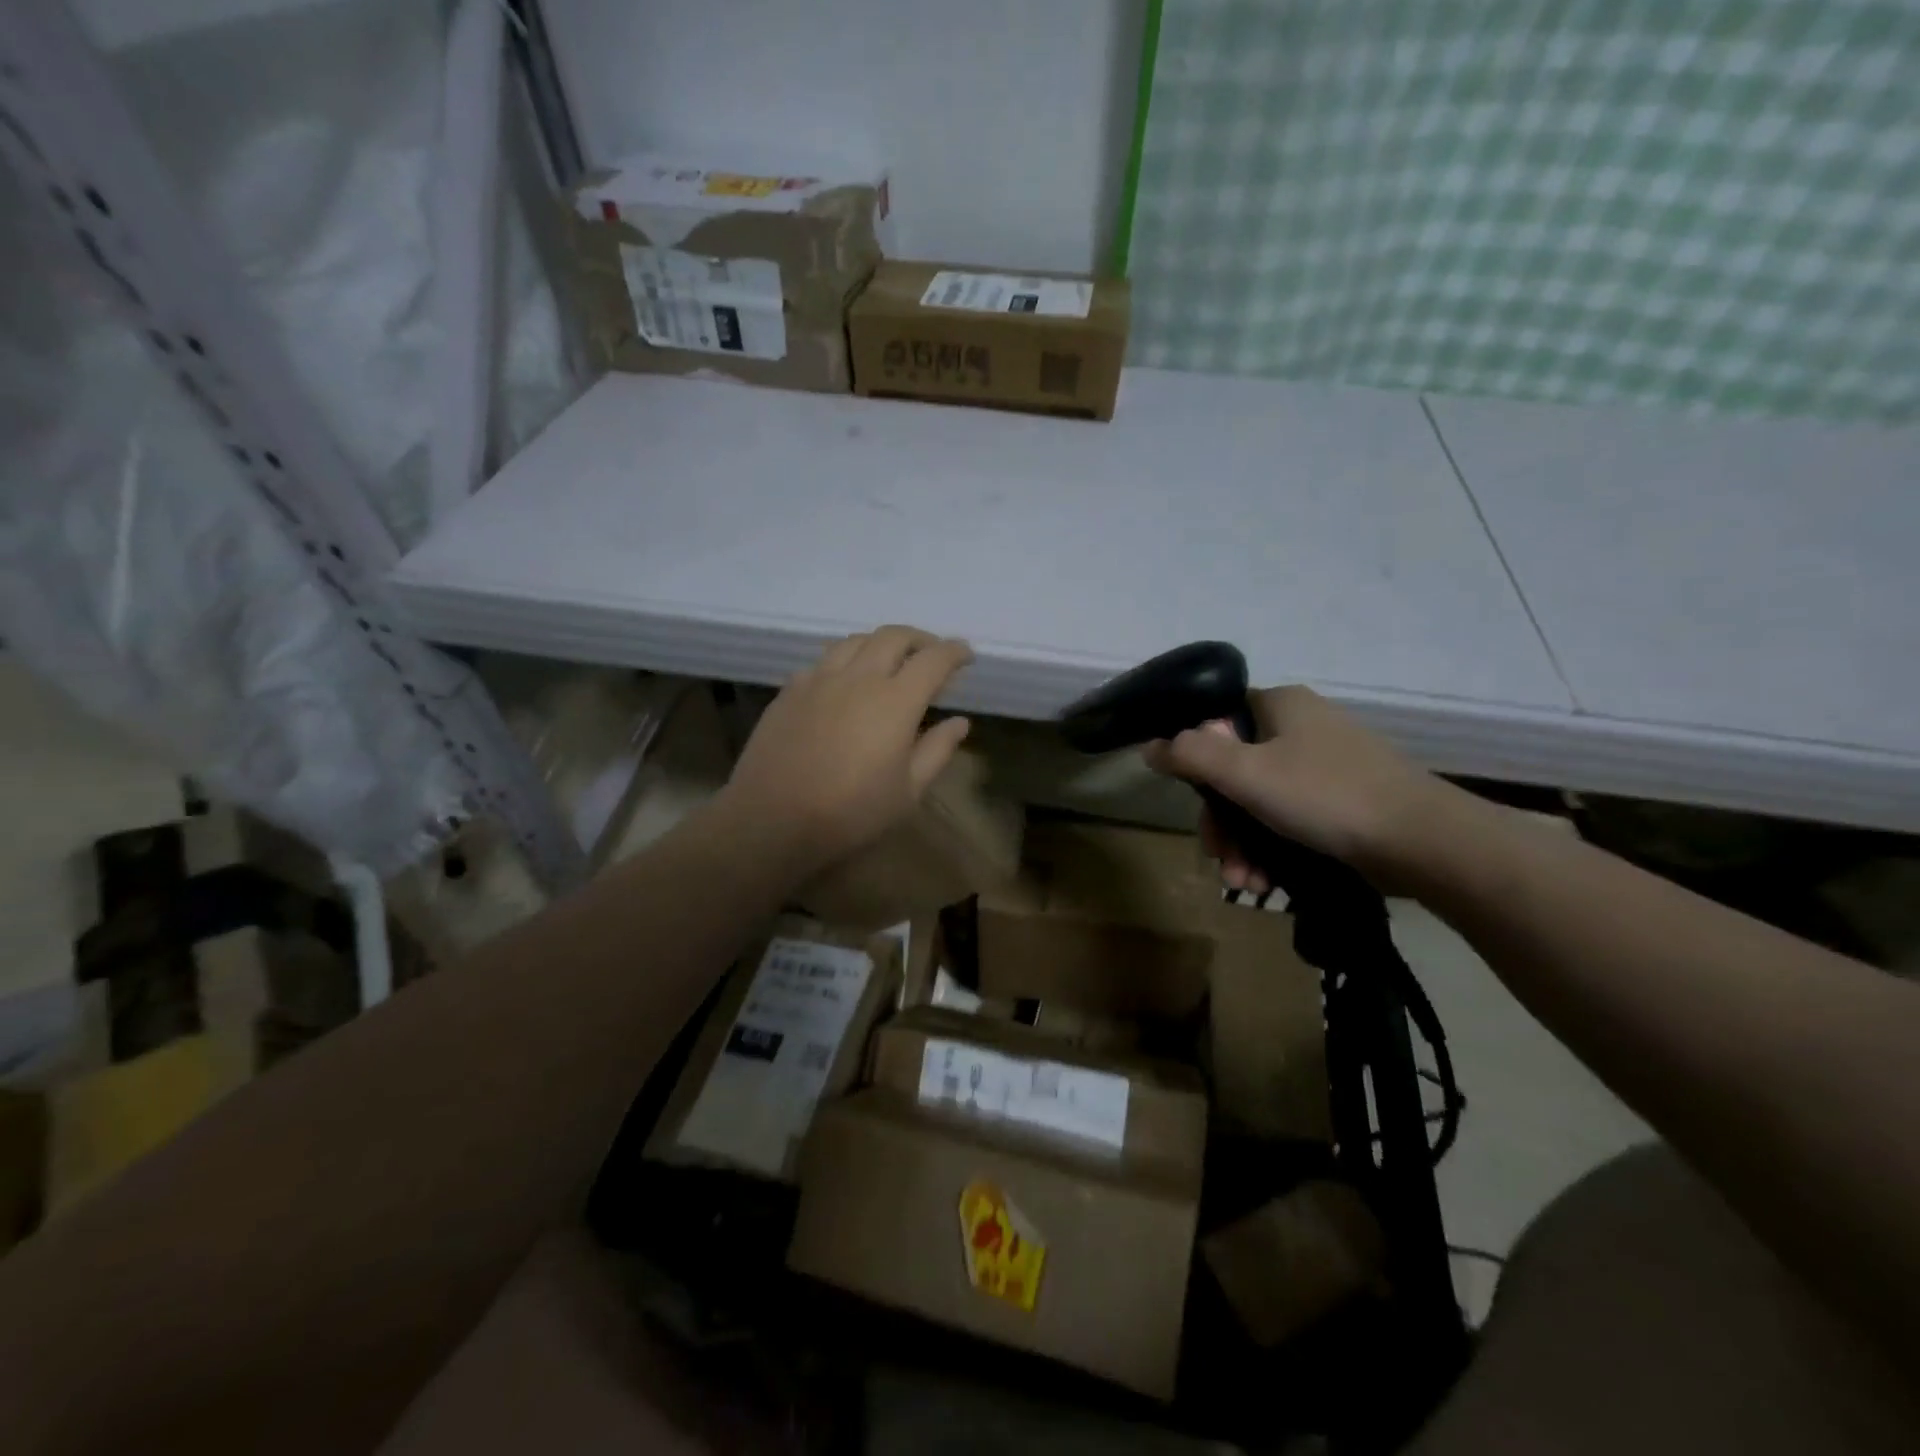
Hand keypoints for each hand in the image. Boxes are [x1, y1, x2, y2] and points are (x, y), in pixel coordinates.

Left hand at [719, 627, 973, 874]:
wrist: (772, 819)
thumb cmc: (851, 812)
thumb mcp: (908, 791)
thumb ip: (937, 750)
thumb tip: (959, 722)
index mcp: (895, 701)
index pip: (933, 660)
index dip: (954, 652)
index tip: (966, 656)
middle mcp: (859, 677)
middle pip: (894, 637)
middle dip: (920, 639)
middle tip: (931, 654)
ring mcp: (819, 679)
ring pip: (855, 641)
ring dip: (880, 643)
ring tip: (889, 660)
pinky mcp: (790, 690)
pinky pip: (823, 661)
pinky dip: (845, 661)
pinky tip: (844, 683)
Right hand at [1142, 686, 1453, 891]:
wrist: (1424, 842)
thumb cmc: (1326, 796)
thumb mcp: (1246, 773)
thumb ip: (1191, 755)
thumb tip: (1151, 745)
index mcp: (1281, 706)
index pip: (1219, 721)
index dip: (1197, 760)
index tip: (1194, 800)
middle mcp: (1303, 729)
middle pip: (1237, 771)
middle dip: (1221, 822)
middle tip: (1219, 857)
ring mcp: (1328, 767)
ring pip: (1263, 803)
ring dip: (1244, 846)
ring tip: (1246, 884)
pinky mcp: (1346, 804)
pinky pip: (1292, 821)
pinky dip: (1274, 851)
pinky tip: (1270, 885)